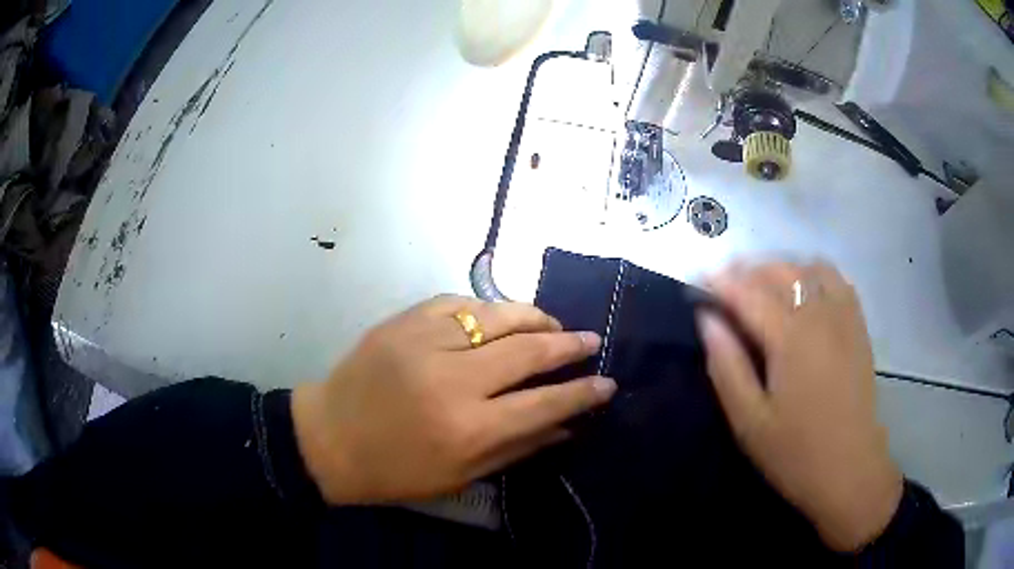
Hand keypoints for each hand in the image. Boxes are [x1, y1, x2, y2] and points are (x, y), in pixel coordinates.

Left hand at [292, 295, 616, 505]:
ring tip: (553, 323)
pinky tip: (501, 316)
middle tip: (590, 340)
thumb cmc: (395, 470)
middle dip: (568, 344)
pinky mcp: (405, 321)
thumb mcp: (460, 475)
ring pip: (498, 315)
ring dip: (535, 316)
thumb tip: (566, 426)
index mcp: (469, 428)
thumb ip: (519, 447)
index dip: (583, 392)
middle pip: (529, 350)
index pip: (545, 403)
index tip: (607, 382)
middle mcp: (454, 379)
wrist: (329, 437)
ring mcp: (426, 341)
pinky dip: (489, 308)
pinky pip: (460, 303)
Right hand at [698, 262, 902, 551]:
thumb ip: (727, 367)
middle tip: (724, 286)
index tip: (698, 278)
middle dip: (747, 271)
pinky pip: (837, 279)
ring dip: (780, 268)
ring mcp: (843, 317)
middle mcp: (819, 315)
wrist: (850, 469)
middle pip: (779, 272)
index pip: (748, 293)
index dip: (720, 282)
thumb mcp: (749, 422)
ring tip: (762, 286)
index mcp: (790, 339)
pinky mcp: (858, 326)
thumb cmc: (795, 453)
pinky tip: (804, 288)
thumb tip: (707, 320)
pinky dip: (815, 272)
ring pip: (808, 268)